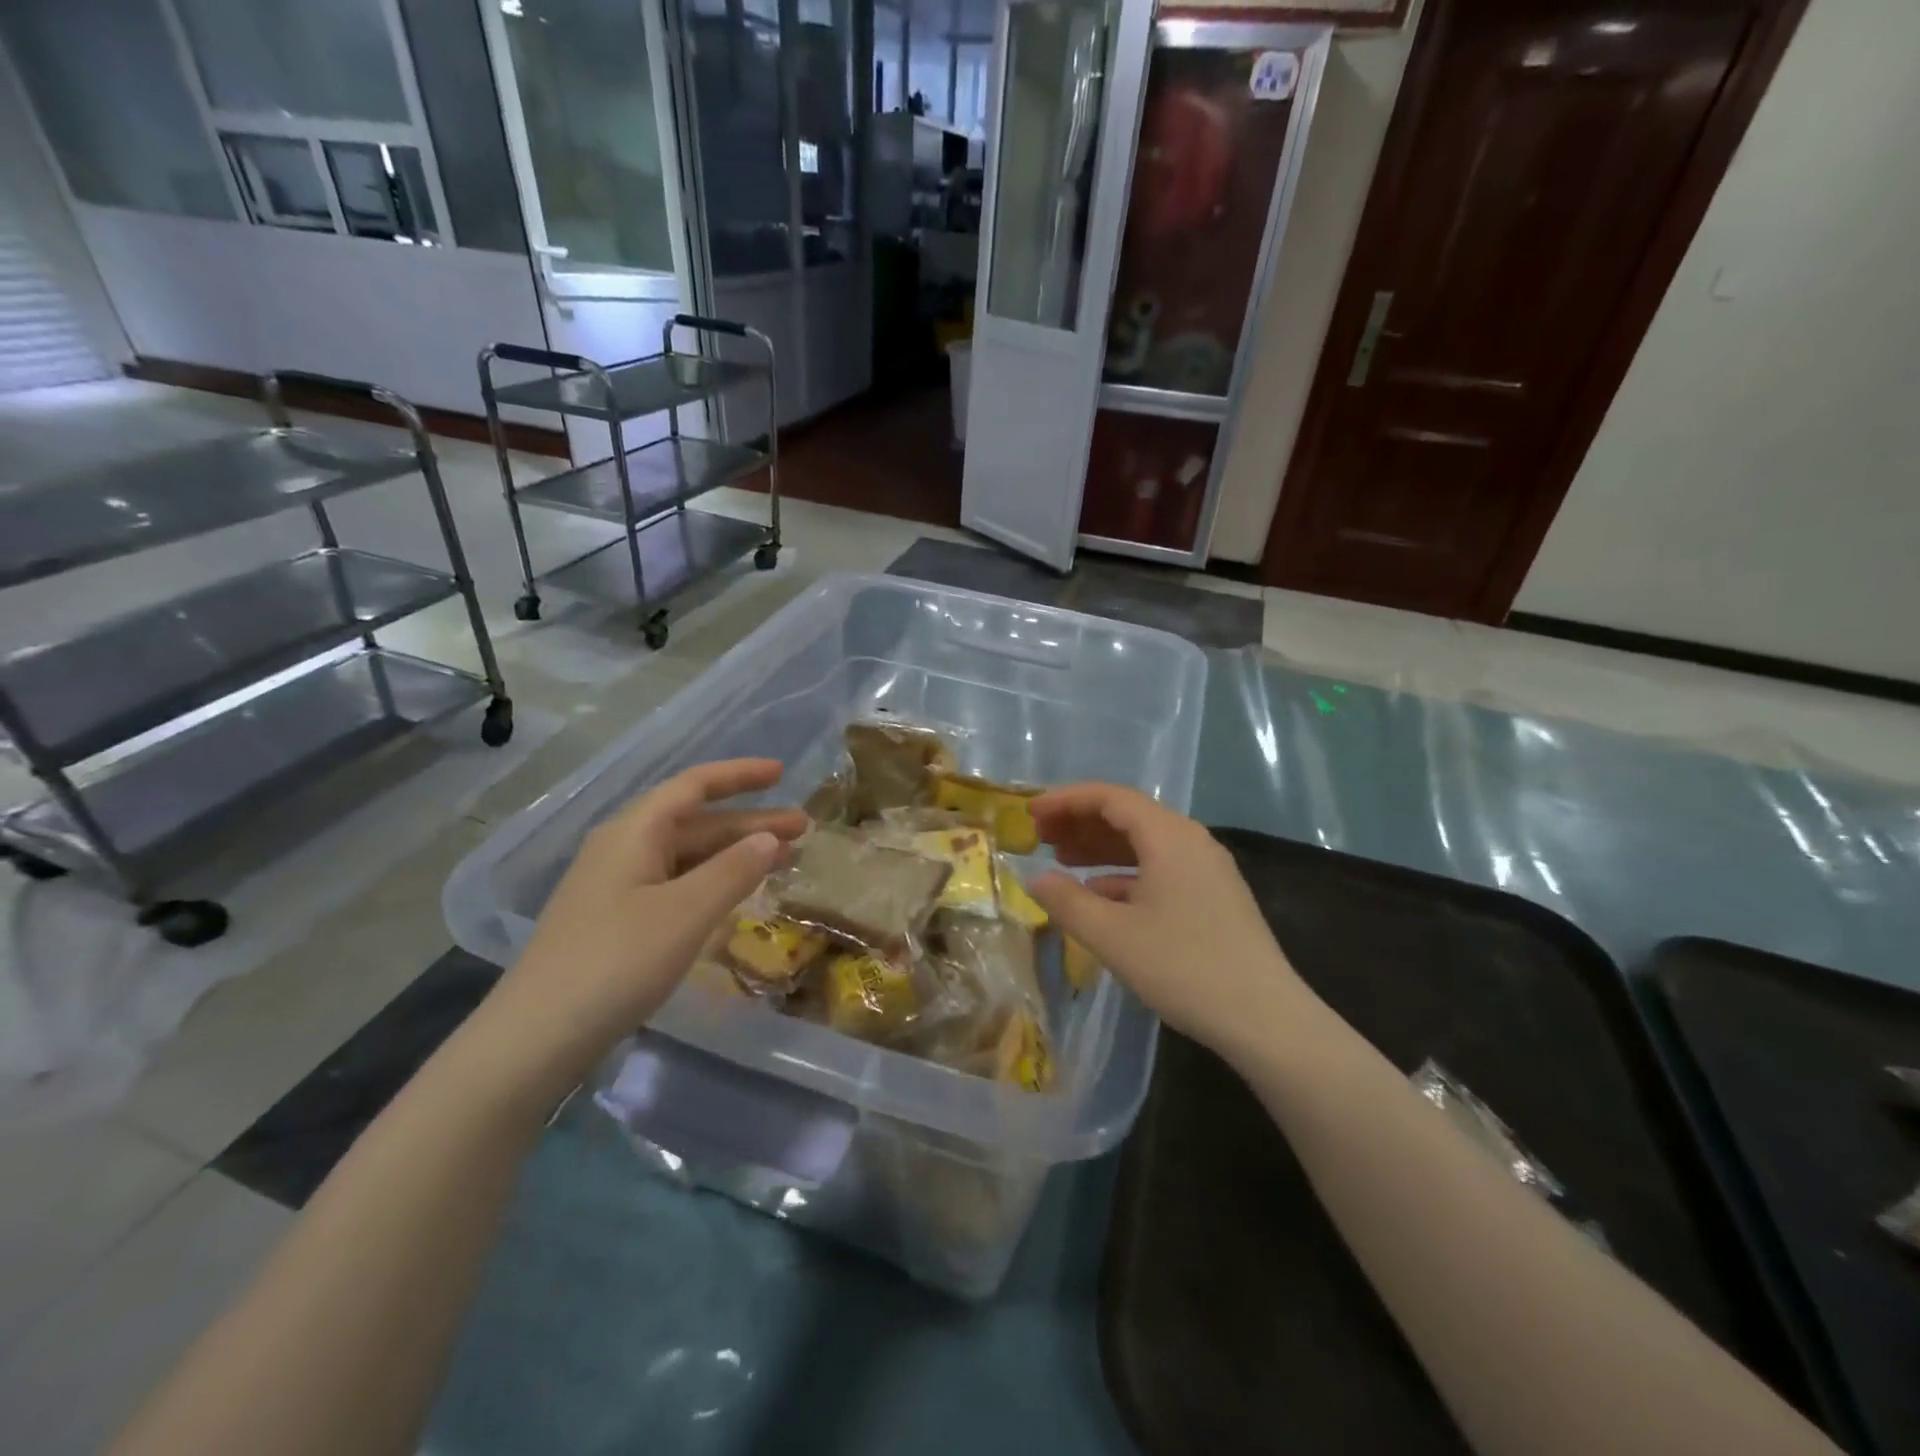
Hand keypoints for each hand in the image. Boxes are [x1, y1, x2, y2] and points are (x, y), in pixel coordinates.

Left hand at [479, 759, 807, 1085]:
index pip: (694, 786)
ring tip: (781, 861)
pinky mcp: (616, 920)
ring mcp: (616, 886)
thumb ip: (733, 871)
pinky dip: (712, 882)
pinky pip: (675, 884)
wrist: (536, 1038)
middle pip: (695, 822)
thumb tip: (770, 839)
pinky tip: (735, 897)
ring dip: (734, 854)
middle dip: (749, 822)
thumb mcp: (686, 912)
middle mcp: (623, 849)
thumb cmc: (616, 962)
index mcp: (634, 832)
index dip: (739, 775)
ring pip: (687, 855)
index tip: (782, 774)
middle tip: (802, 830)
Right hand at [1026, 784, 1313, 1060]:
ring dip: (1101, 848)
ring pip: (1144, 844)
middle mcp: (1191, 841)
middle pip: (1128, 816)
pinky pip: (1160, 868)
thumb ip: (1067, 901)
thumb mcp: (1112, 936)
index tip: (1031, 812)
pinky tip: (1100, 896)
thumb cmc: (1183, 967)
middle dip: (1080, 822)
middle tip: (1039, 836)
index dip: (1066, 800)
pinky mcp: (1214, 897)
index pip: (1110, 798)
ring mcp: (1207, 869)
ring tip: (1061, 860)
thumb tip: (1035, 878)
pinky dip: (1124, 874)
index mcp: (1169, 836)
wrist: (1265, 1019)